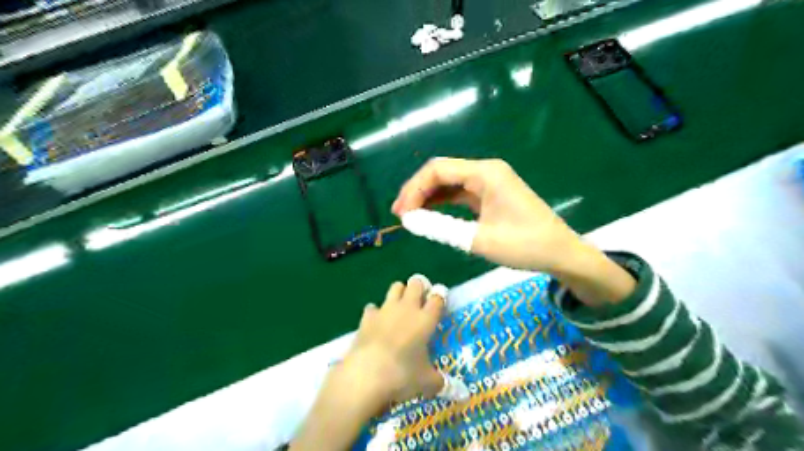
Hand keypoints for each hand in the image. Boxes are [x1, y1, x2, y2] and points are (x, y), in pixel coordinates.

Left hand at [343, 275, 445, 403]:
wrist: (367, 374)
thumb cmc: (403, 375)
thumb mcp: (427, 382)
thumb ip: (440, 381)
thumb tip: (455, 390)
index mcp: (426, 319)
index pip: (438, 297)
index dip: (440, 296)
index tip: (439, 302)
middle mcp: (407, 308)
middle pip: (416, 283)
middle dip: (419, 287)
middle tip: (420, 300)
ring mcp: (386, 309)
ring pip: (395, 286)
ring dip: (399, 293)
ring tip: (400, 307)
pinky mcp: (367, 317)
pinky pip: (373, 307)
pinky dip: (376, 313)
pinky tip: (377, 325)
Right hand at [392, 157, 637, 308]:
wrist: (560, 253)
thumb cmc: (525, 245)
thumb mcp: (478, 239)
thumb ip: (441, 228)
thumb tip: (410, 221)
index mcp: (485, 173)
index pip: (438, 170)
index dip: (414, 189)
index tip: (402, 213)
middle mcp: (486, 171)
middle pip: (442, 172)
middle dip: (418, 191)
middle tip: (401, 214)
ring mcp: (489, 182)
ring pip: (449, 182)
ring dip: (428, 196)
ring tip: (410, 215)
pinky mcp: (491, 194)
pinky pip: (460, 193)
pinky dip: (443, 203)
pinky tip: (430, 214)